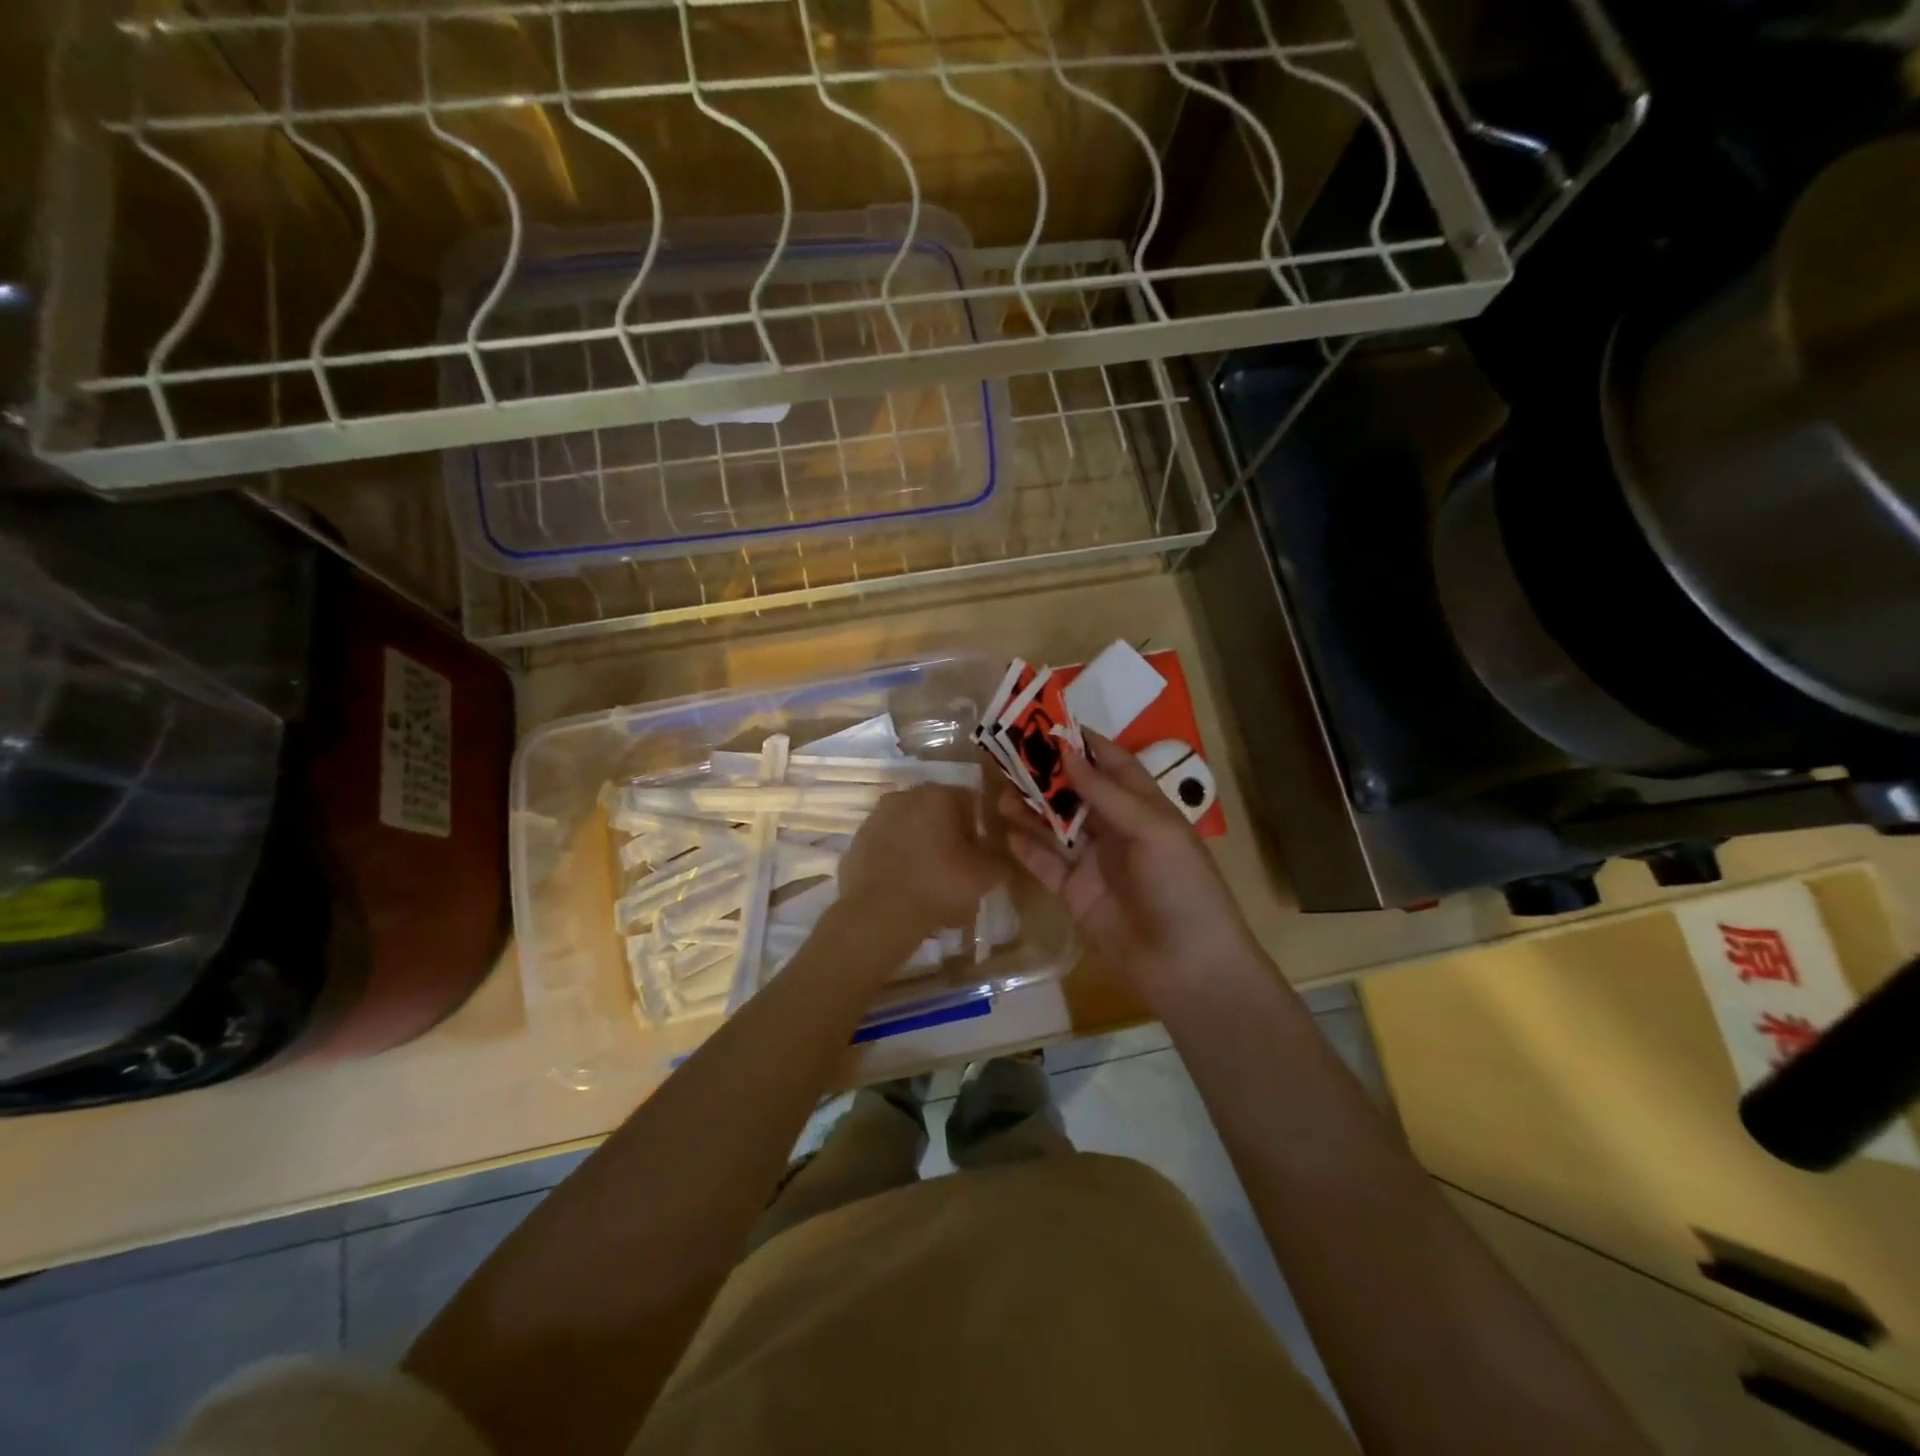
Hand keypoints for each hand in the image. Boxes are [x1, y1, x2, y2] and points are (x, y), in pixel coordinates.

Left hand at [840, 783, 1001, 938]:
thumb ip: (1000, 860)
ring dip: (923, 846)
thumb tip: (1000, 856)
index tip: (981, 856)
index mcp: (939, 795)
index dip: (981, 829)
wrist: (877, 916)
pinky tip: (904, 885)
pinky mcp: (857, 840)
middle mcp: (905, 795)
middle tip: (958, 869)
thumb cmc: (938, 887)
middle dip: (950, 835)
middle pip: (939, 812)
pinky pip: (888, 845)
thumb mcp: (985, 877)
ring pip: (912, 828)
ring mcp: (876, 817)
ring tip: (930, 881)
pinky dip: (898, 859)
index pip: (972, 802)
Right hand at [1000, 731, 1258, 1003]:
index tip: (1045, 721)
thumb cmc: (1181, 887)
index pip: (1111, 763)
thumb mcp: (1152, 830)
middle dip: (1045, 772)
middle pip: (1075, 791)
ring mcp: (1094, 863)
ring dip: (1030, 809)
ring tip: (999, 792)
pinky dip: (1027, 849)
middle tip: (1007, 753)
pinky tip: (1006, 834)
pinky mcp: (1075, 894)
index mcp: (1144, 807)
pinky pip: (1046, 865)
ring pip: (1055, 826)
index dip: (1082, 742)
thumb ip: (1106, 793)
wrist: (1187, 967)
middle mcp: (1117, 829)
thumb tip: (1066, 752)